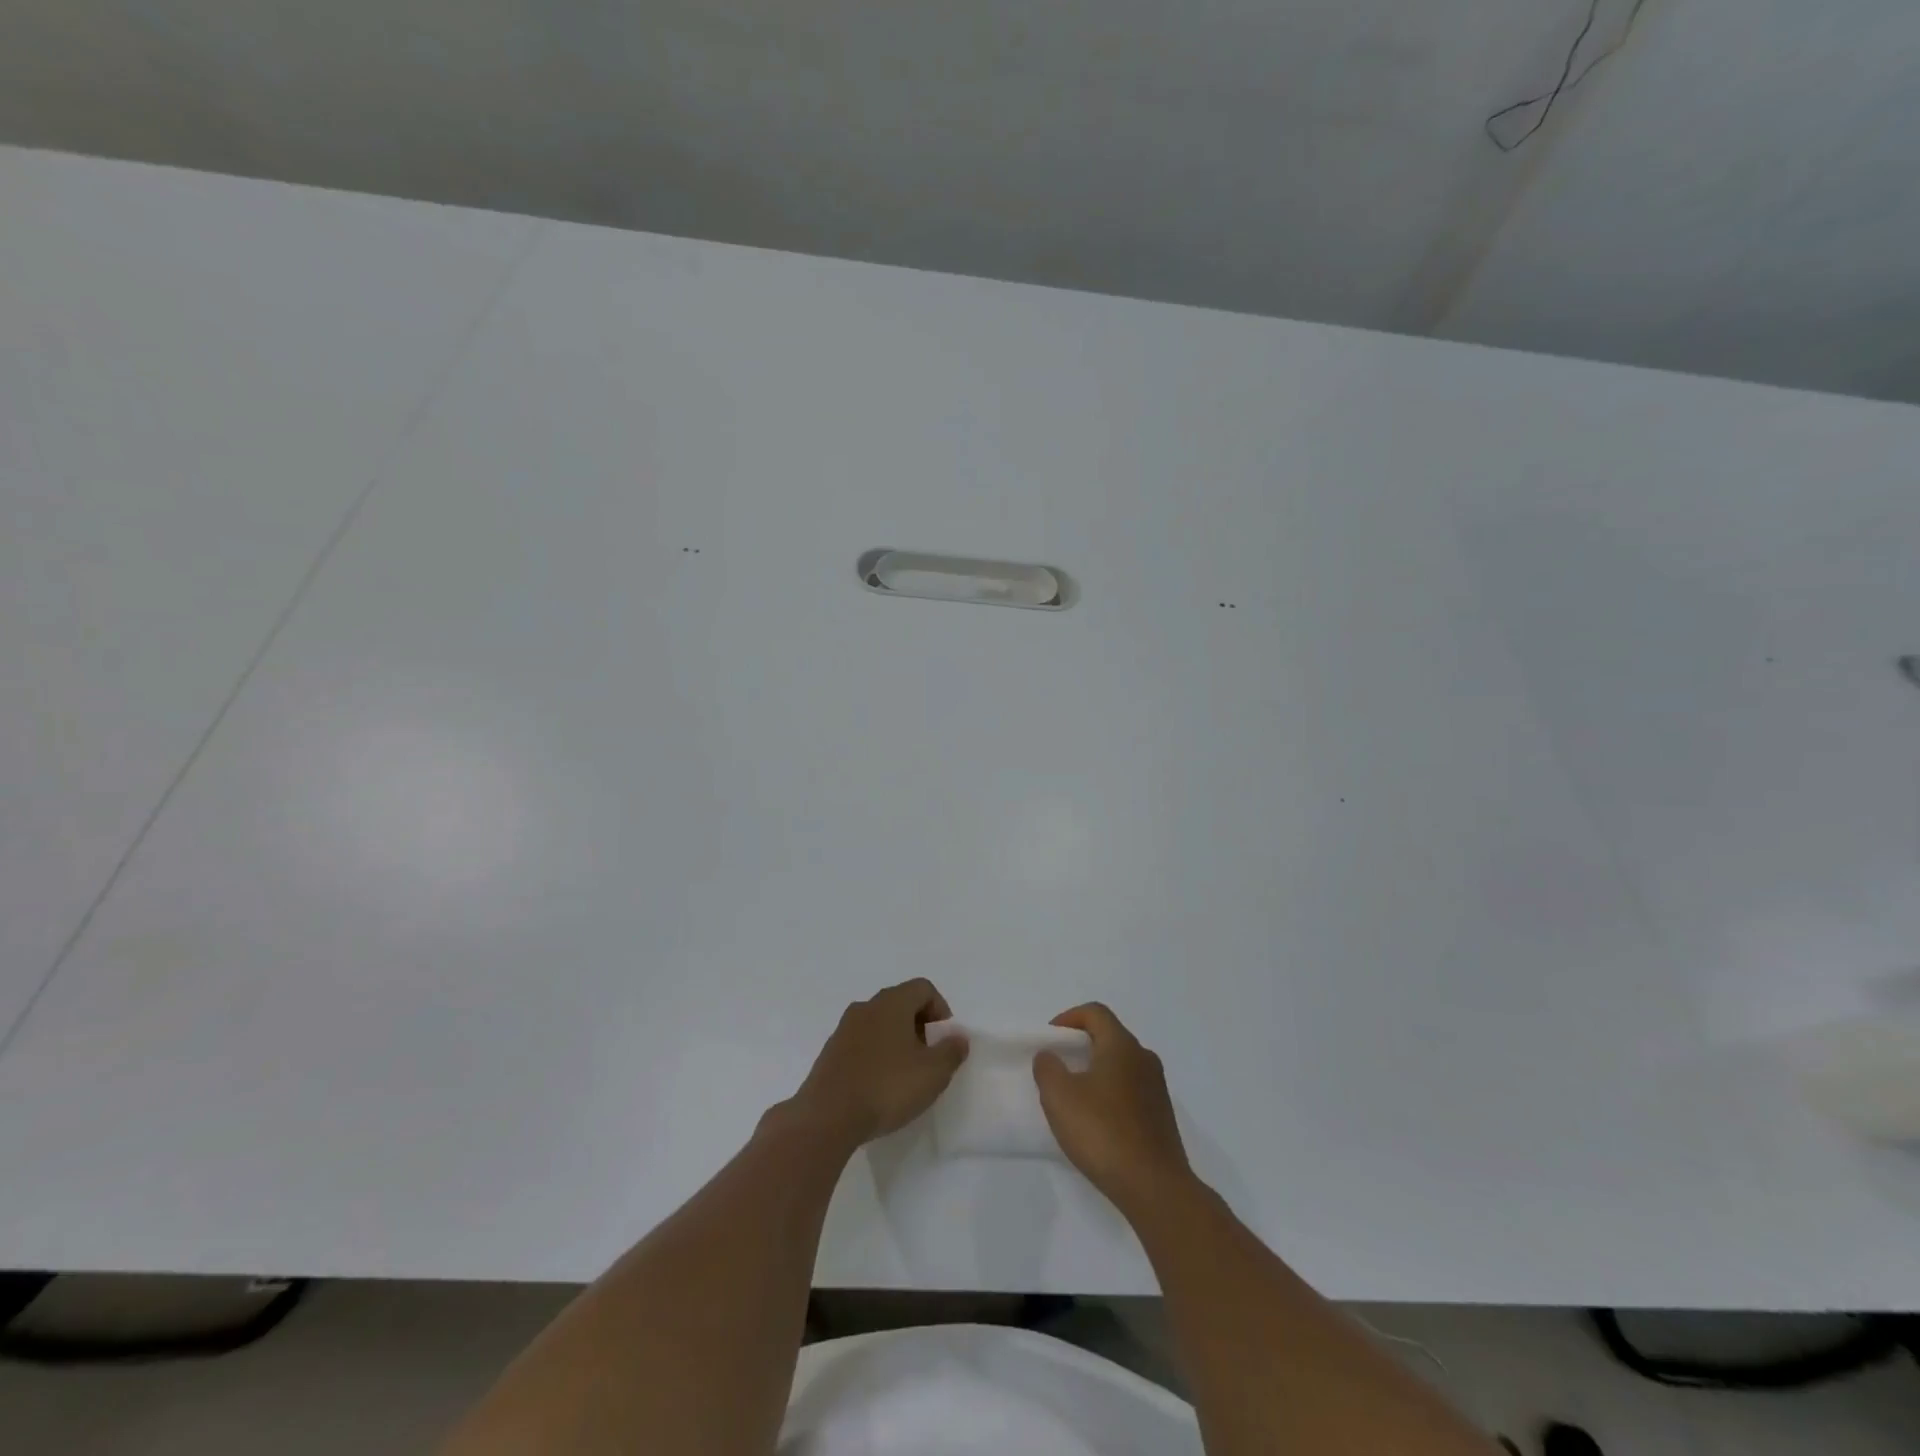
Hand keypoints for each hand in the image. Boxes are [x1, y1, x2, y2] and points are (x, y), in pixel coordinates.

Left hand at [791, 979, 967, 1148]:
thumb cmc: (886, 1087)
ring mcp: (844, 1028)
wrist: (827, 1116)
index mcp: (892, 1002)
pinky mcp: (830, 1052)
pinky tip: (879, 1085)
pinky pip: (861, 1042)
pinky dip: (876, 1054)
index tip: (944, 1040)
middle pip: (901, 1003)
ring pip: (880, 1023)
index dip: (940, 1010)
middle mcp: (866, 1006)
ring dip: (897, 1041)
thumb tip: (958, 1037)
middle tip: (928, 1059)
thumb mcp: (933, 1073)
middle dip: (919, 1026)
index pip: (923, 988)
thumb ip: (951, 1051)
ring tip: (904, 1075)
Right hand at [1033, 1003, 1191, 1213]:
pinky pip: (1131, 1090)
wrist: (1155, 1188)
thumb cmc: (1103, 1133)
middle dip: (1081, 1045)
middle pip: (1110, 1036)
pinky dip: (1111, 1094)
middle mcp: (1144, 1059)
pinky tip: (1097, 1122)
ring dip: (1096, 1071)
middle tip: (1058, 1066)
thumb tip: (1050, 1056)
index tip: (1050, 1039)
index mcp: (1122, 1046)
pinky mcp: (1161, 1116)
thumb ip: (1048, 1069)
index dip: (1069, 1018)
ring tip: (1074, 1096)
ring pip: (1121, 1065)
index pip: (1095, 1013)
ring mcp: (1157, 1088)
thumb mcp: (1060, 1097)